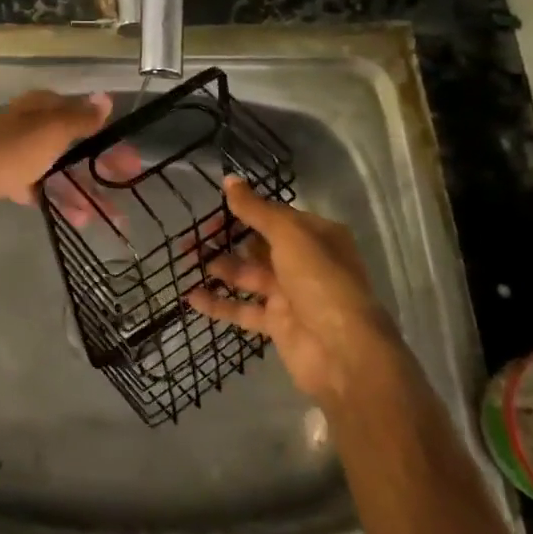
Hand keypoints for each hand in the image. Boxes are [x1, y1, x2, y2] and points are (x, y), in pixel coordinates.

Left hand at [0, 90, 135, 226]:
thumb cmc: (9, 152)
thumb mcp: (51, 131)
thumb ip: (80, 117)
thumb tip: (105, 98)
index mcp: (43, 108)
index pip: (85, 117)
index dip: (109, 138)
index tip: (131, 162)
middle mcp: (32, 125)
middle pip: (75, 144)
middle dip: (101, 166)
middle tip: (126, 187)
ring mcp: (18, 152)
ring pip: (59, 169)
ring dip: (84, 189)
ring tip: (109, 216)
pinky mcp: (5, 177)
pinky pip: (41, 187)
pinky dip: (59, 199)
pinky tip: (78, 219)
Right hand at [187, 175, 398, 408]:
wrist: (344, 353)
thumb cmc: (320, 282)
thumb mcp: (289, 236)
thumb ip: (256, 209)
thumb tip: (229, 180)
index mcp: (317, 236)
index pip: (275, 216)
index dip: (244, 210)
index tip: (213, 210)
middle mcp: (305, 262)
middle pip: (258, 244)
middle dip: (227, 239)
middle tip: (193, 237)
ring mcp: (290, 294)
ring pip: (248, 275)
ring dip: (220, 267)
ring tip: (188, 260)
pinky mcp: (277, 324)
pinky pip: (243, 309)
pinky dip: (218, 303)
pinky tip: (191, 296)